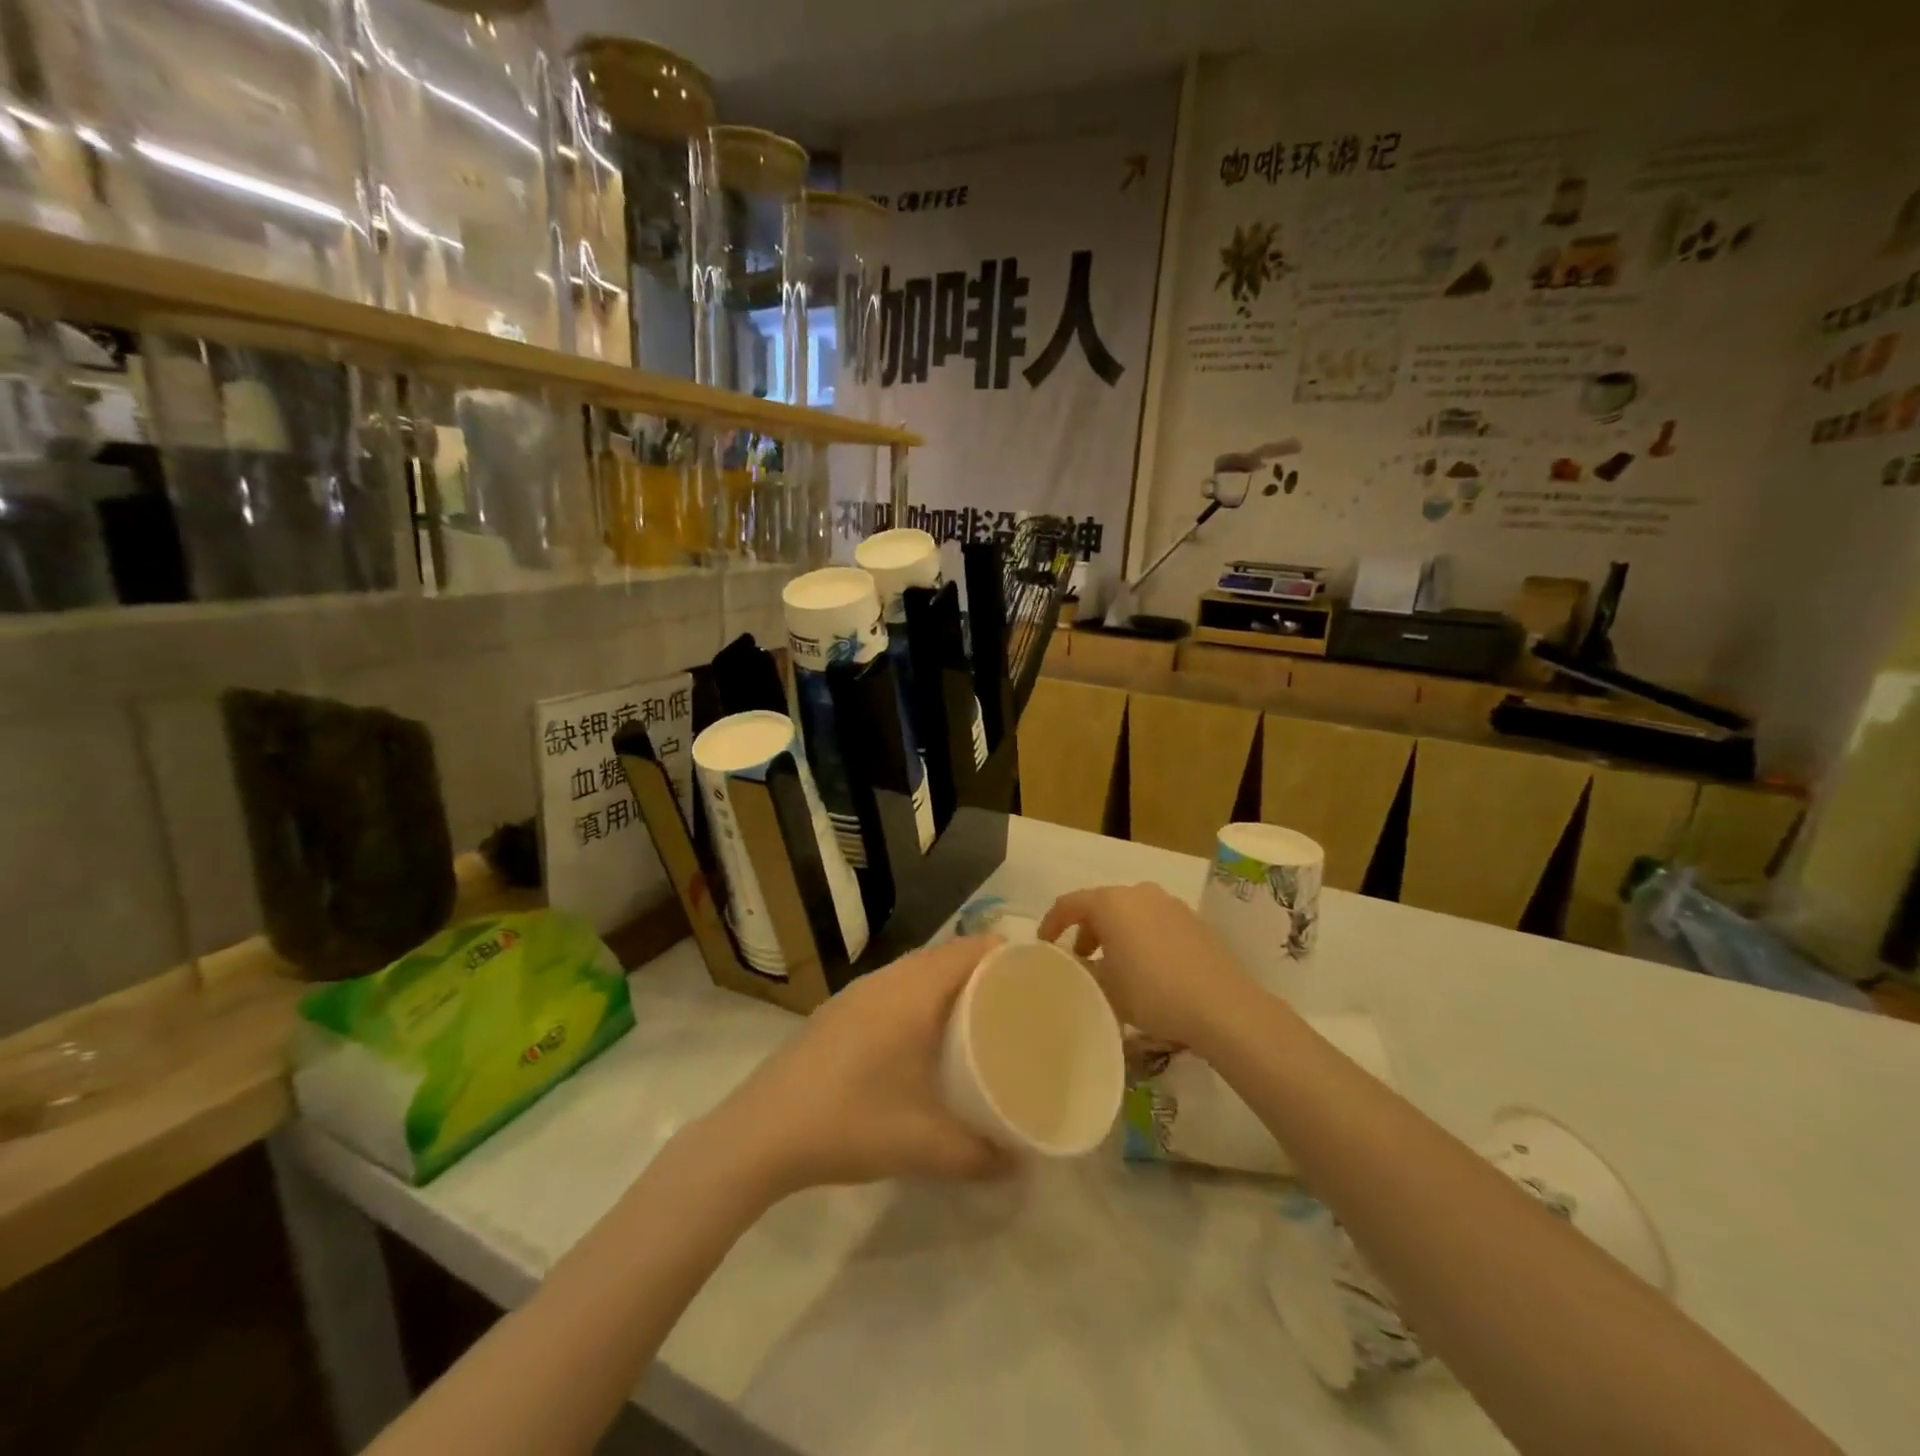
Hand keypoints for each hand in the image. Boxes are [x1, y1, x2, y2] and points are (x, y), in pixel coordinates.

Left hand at [697, 936, 1011, 1198]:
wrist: (760, 1132)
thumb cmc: (849, 1123)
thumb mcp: (923, 1145)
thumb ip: (978, 1155)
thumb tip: (1022, 1166)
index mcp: (912, 993)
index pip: (968, 950)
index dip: (1004, 953)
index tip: (1035, 975)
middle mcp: (886, 981)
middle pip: (944, 955)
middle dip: (980, 969)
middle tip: (1013, 1000)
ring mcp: (856, 994)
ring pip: (914, 969)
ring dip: (945, 981)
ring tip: (973, 1015)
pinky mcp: (837, 1011)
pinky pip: (892, 986)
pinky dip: (917, 994)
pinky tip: (919, 1035)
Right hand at [1038, 883, 1252, 1054]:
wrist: (1223, 1006)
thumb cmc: (1153, 993)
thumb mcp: (1106, 988)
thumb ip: (1083, 970)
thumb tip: (1076, 964)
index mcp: (1111, 902)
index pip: (1069, 904)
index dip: (1051, 923)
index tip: (1044, 944)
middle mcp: (1139, 893)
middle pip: (1101, 904)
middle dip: (1086, 928)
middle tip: (1080, 957)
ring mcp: (1169, 903)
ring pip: (1130, 912)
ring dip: (1115, 932)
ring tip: (1113, 964)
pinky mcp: (1193, 920)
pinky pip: (1154, 921)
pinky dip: (1141, 936)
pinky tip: (1147, 967)